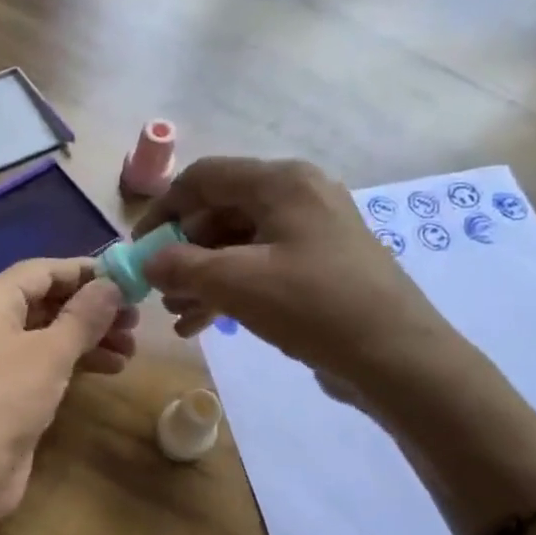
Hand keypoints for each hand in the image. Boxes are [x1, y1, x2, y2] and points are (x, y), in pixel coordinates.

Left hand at [0, 258, 137, 518]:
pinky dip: (74, 361)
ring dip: (89, 337)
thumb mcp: (50, 353)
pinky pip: (43, 361)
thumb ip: (84, 316)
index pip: (42, 271)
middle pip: (46, 301)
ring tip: (130, 349)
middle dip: (91, 309)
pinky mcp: (4, 390)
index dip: (86, 272)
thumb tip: (111, 285)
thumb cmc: (5, 401)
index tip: (127, 280)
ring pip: (47, 333)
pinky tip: (109, 368)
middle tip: (135, 320)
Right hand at [135, 157, 467, 409]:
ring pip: (238, 245)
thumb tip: (150, 262)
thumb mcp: (236, 283)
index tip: (139, 249)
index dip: (163, 210)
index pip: (204, 178)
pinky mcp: (319, 266)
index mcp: (281, 183)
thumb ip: (181, 266)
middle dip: (183, 253)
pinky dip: (230, 290)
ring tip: (178, 316)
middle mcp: (297, 196)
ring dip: (202, 277)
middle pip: (220, 212)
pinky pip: (261, 266)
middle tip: (160, 291)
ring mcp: (311, 232)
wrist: (395, 356)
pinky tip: (203, 324)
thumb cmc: (313, 306)